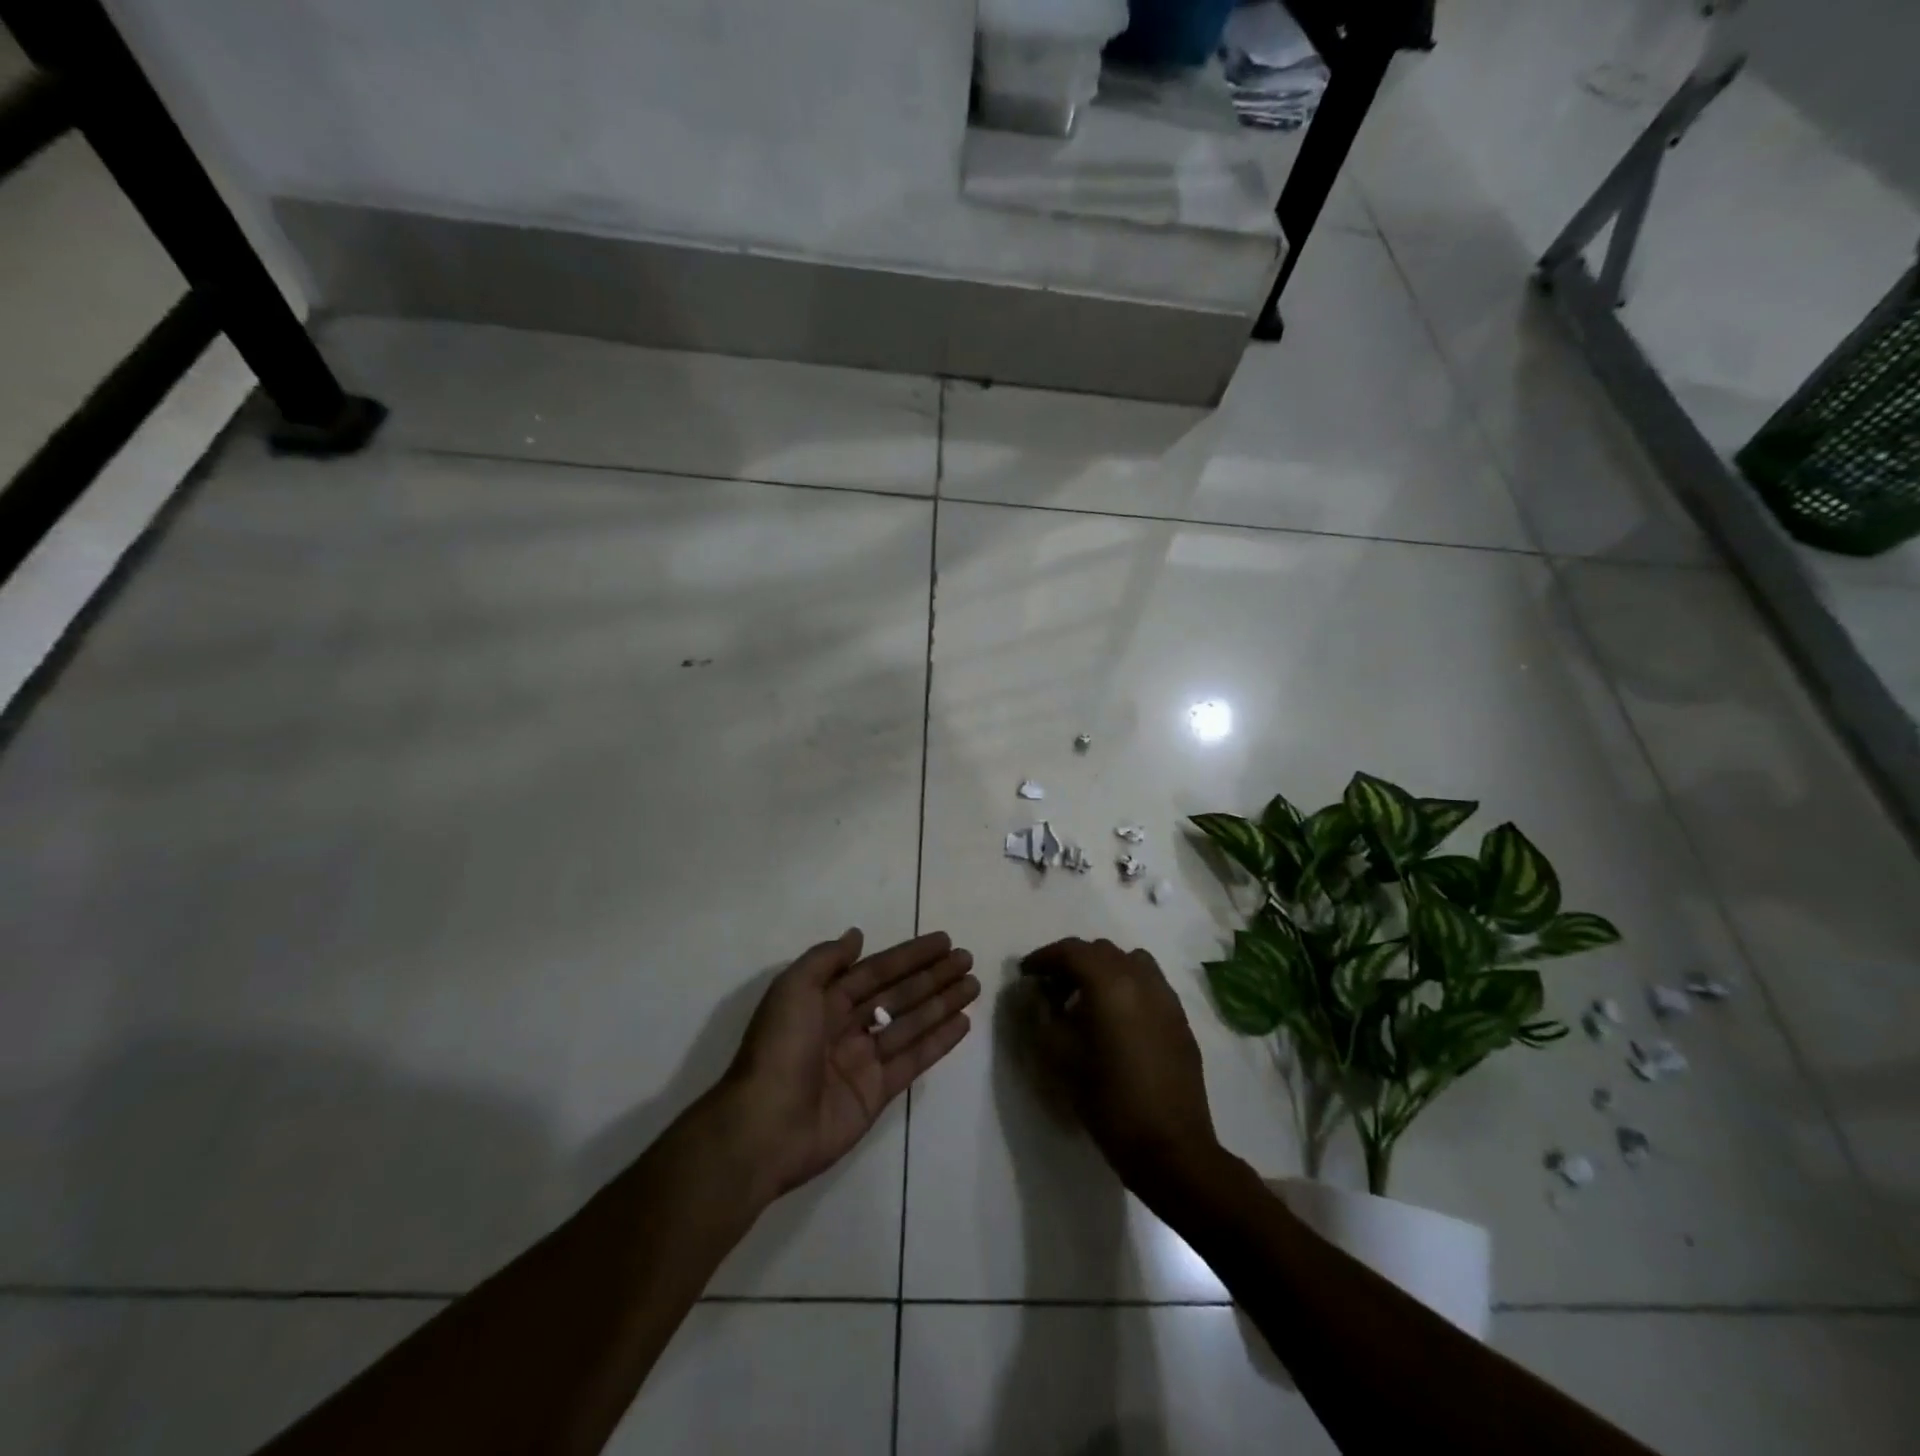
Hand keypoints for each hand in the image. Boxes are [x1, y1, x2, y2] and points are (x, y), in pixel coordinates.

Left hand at [722, 929, 977, 1201]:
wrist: (765, 1127)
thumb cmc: (780, 1048)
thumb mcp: (794, 989)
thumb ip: (827, 959)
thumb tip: (857, 935)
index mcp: (824, 1000)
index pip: (876, 969)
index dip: (909, 955)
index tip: (943, 941)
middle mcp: (846, 1025)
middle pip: (898, 994)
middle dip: (932, 976)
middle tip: (966, 959)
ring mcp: (863, 1061)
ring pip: (911, 1023)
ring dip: (942, 1003)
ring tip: (973, 985)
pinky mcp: (877, 1093)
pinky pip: (913, 1059)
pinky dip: (938, 1041)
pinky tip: (963, 1022)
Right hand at [1021, 938, 1221, 1199]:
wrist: (1170, 1147)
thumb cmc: (1107, 1100)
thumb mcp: (1059, 1056)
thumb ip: (1040, 1013)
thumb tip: (1034, 990)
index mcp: (1110, 982)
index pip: (1071, 950)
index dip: (1044, 957)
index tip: (1026, 974)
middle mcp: (1141, 979)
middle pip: (1101, 951)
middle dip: (1072, 962)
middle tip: (1051, 989)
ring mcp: (1166, 997)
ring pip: (1129, 962)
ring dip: (1103, 970)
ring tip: (1086, 1000)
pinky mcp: (1180, 1019)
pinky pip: (1149, 984)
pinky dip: (1127, 986)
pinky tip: (1116, 1020)